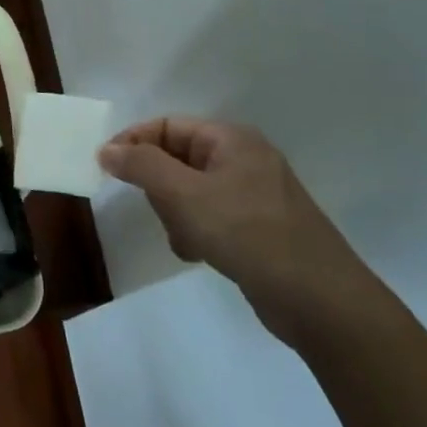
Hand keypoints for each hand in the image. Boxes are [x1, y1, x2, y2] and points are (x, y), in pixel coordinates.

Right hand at [99, 118, 378, 346]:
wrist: (320, 300)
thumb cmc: (248, 233)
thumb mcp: (184, 195)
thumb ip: (141, 166)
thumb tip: (106, 149)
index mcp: (231, 139)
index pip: (166, 126)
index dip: (133, 142)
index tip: (106, 169)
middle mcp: (243, 158)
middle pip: (177, 158)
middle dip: (160, 187)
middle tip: (160, 212)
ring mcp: (254, 194)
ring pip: (190, 191)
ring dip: (177, 214)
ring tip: (186, 239)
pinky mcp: (258, 227)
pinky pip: (210, 216)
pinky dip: (197, 231)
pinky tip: (199, 254)